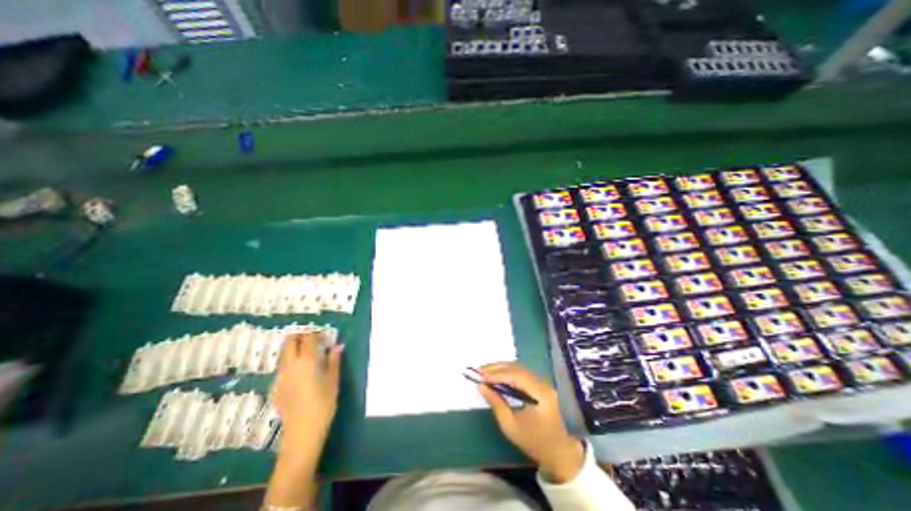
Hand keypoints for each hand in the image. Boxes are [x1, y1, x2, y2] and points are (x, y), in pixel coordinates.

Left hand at [270, 333, 345, 456]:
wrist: (302, 432)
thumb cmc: (323, 403)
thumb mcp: (333, 380)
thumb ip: (334, 360)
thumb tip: (337, 346)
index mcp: (306, 361)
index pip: (308, 338)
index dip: (316, 334)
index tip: (325, 338)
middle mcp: (290, 365)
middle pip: (289, 342)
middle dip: (300, 337)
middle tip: (313, 341)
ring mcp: (280, 377)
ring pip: (283, 355)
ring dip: (293, 349)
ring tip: (307, 356)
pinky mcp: (275, 388)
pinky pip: (282, 369)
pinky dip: (290, 364)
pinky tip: (300, 374)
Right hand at [477, 363, 581, 481]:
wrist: (559, 451)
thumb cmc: (533, 441)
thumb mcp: (510, 426)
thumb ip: (496, 403)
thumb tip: (481, 385)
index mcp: (539, 394)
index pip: (515, 376)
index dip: (497, 374)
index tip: (480, 375)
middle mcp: (543, 383)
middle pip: (517, 368)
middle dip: (497, 368)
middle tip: (480, 370)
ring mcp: (543, 382)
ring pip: (519, 368)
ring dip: (502, 368)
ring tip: (486, 372)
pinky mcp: (541, 384)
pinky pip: (522, 373)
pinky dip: (509, 372)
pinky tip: (498, 375)